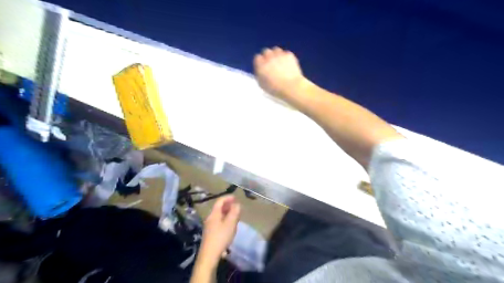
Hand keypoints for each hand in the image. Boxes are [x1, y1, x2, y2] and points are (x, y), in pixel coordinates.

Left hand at [199, 197, 241, 264]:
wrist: (209, 255)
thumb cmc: (221, 237)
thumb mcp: (230, 223)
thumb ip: (234, 212)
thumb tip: (237, 204)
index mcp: (214, 214)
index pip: (220, 201)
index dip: (228, 198)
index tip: (235, 197)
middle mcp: (210, 217)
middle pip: (219, 208)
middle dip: (228, 205)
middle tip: (236, 206)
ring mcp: (209, 225)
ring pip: (219, 215)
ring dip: (227, 212)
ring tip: (235, 215)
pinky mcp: (210, 233)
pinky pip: (218, 221)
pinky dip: (225, 219)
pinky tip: (230, 225)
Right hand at [255, 48, 304, 100]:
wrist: (291, 87)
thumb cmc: (275, 89)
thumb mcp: (262, 85)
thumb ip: (259, 75)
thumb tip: (260, 70)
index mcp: (261, 65)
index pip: (257, 58)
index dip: (260, 62)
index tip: (263, 66)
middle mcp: (269, 57)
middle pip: (266, 51)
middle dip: (268, 56)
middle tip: (271, 64)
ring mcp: (279, 55)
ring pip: (276, 50)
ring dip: (276, 55)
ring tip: (280, 62)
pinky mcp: (289, 55)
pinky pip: (285, 53)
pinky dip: (286, 57)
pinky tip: (288, 64)